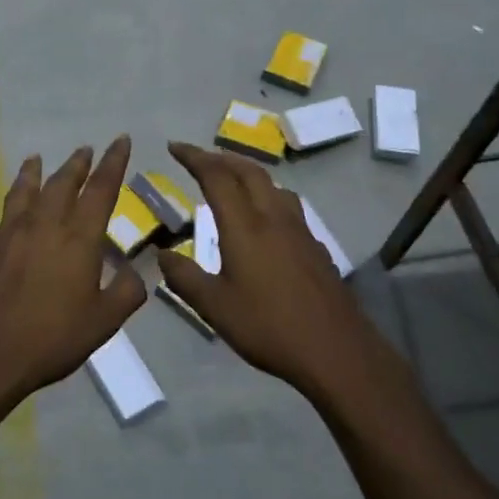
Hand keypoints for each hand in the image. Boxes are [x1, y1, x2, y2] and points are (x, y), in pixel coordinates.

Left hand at [0, 137, 145, 413]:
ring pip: (21, 193)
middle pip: (61, 184)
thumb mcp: (103, 322)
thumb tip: (139, 271)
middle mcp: (42, 225)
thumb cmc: (51, 340)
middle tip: (84, 149)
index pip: (101, 191)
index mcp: (78, 239)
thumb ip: (126, 292)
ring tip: (35, 157)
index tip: (120, 140)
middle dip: (76, 164)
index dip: (113, 163)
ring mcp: (6, 234)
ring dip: (30, 173)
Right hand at [155, 141, 400, 403]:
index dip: (194, 157)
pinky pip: (288, 208)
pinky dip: (268, 198)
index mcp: (245, 226)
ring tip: (232, 181)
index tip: (174, 148)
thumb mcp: (215, 307)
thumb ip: (184, 278)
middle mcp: (274, 218)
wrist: (336, 351)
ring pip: (273, 186)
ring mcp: (300, 231)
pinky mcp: (315, 248)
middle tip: (199, 158)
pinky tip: (265, 221)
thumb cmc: (269, 327)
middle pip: (249, 172)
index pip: (217, 177)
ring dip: (248, 174)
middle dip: (221, 158)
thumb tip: (162, 255)